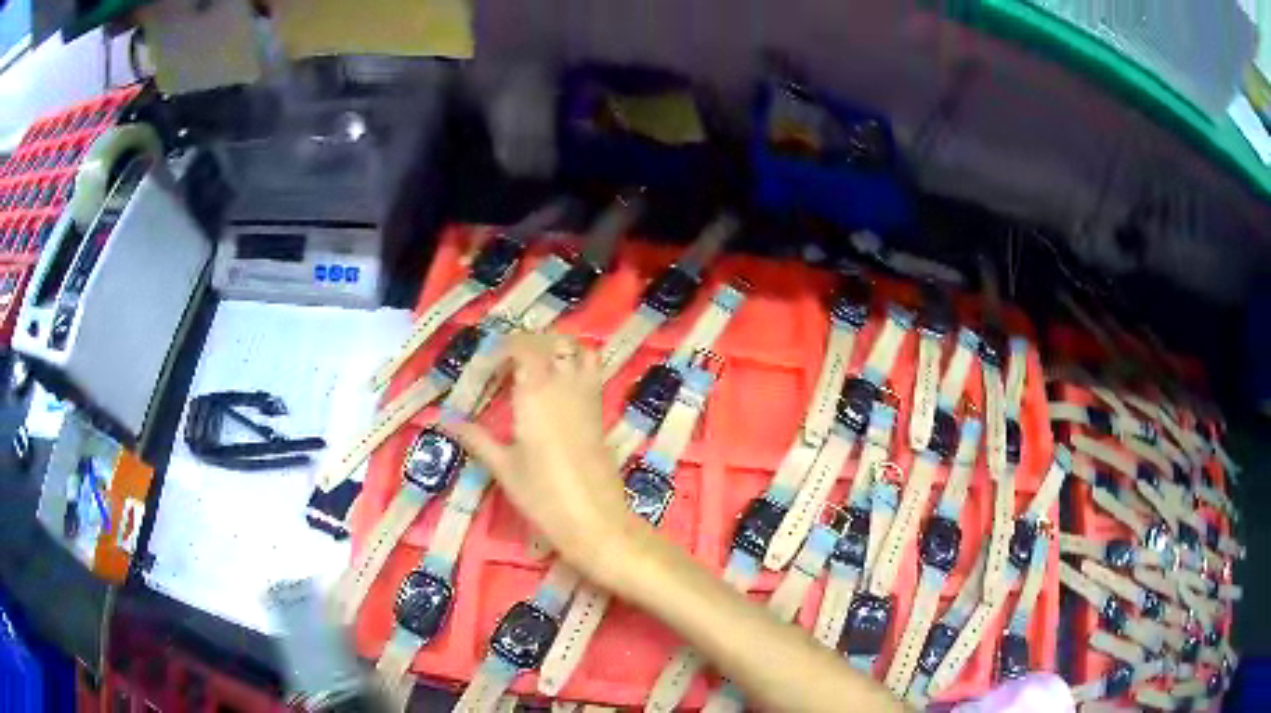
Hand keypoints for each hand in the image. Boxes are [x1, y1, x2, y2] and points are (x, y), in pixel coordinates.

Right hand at [445, 332, 637, 581]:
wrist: (595, 521)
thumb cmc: (543, 496)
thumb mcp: (504, 467)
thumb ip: (476, 439)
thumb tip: (445, 420)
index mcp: (537, 392)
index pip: (524, 346)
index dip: (505, 347)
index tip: (487, 365)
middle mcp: (566, 386)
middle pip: (555, 342)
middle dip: (531, 342)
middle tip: (508, 363)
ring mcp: (589, 398)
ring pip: (580, 351)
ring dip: (559, 349)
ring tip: (536, 368)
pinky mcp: (601, 414)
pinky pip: (592, 372)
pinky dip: (576, 365)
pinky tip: (557, 389)